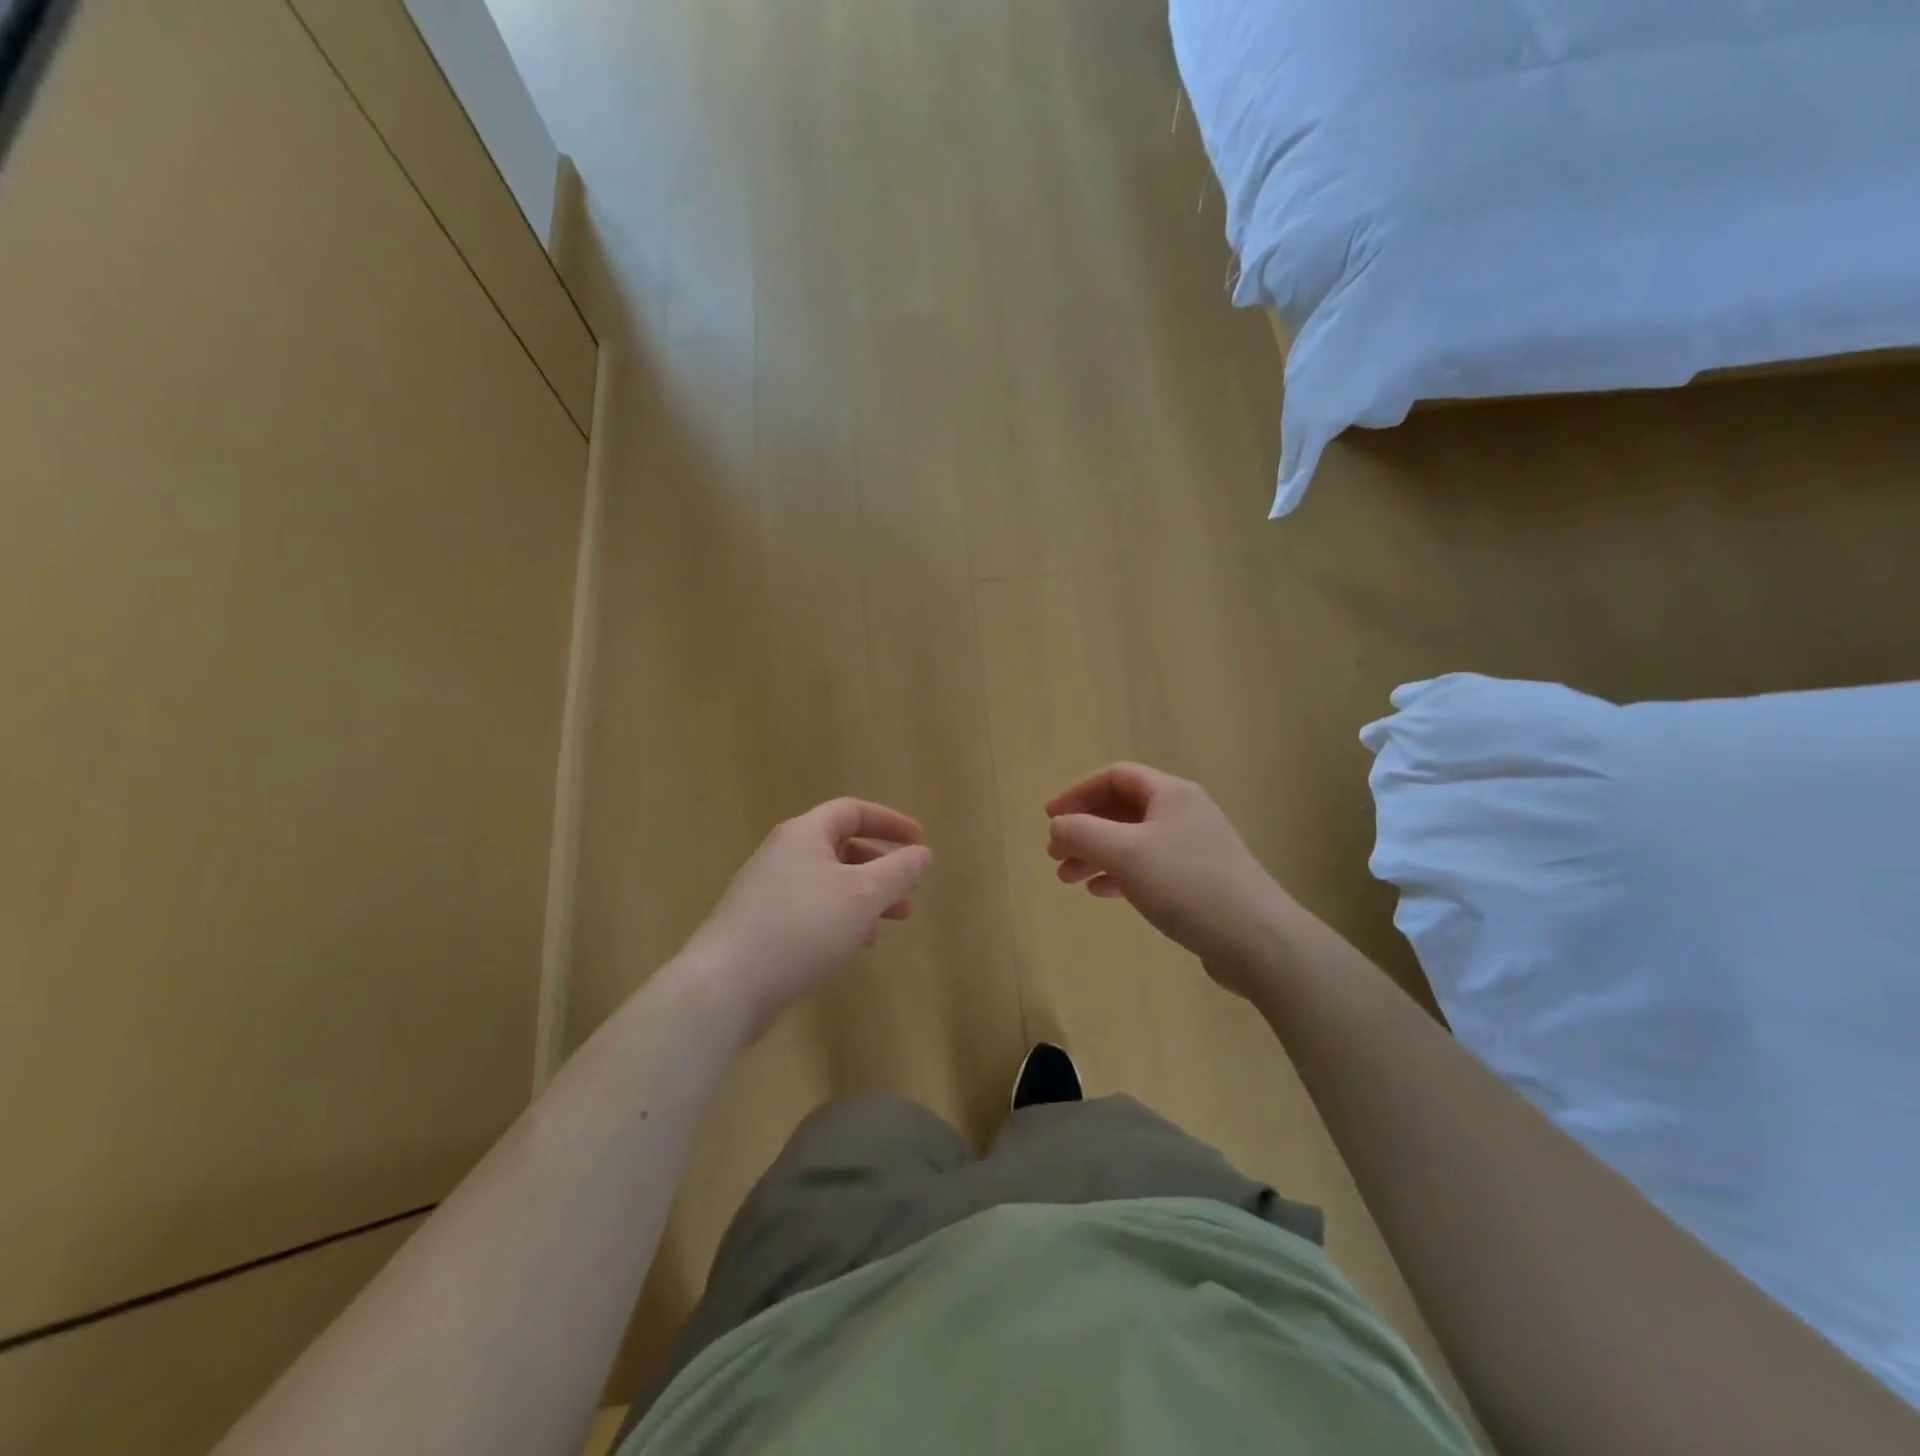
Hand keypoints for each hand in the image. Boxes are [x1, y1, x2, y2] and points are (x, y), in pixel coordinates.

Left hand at [683, 799, 931, 1042]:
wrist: (725, 986)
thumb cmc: (801, 928)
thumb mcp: (863, 895)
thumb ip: (898, 871)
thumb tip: (921, 853)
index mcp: (804, 834)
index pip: (853, 811)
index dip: (890, 822)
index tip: (919, 842)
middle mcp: (782, 854)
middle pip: (840, 847)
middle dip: (880, 868)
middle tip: (908, 894)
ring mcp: (766, 890)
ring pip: (827, 882)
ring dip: (862, 897)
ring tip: (885, 925)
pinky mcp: (759, 925)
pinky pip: (809, 909)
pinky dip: (838, 918)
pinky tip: (850, 946)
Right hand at [1046, 764, 1284, 998]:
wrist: (1257, 940)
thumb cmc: (1186, 885)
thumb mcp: (1125, 853)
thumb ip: (1083, 833)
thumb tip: (1057, 825)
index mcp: (1171, 794)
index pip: (1115, 777)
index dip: (1077, 793)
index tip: (1049, 819)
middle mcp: (1184, 813)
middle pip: (1122, 810)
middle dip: (1084, 829)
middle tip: (1054, 855)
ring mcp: (1194, 848)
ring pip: (1133, 841)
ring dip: (1097, 854)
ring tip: (1068, 879)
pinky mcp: (1199, 881)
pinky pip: (1149, 867)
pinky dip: (1120, 874)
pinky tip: (1102, 892)